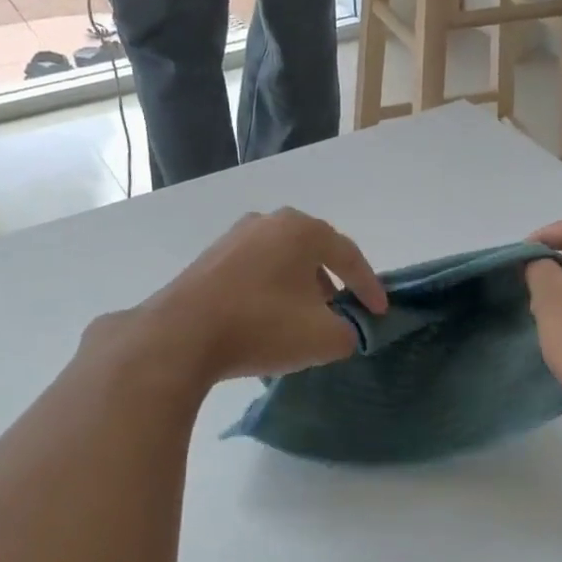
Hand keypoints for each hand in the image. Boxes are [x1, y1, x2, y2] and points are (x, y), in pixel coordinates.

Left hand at [92, 209, 387, 384]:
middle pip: (315, 251)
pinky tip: (270, 317)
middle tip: (345, 306)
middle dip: (334, 280)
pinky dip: (272, 290)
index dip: (369, 286)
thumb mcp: (325, 338)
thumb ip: (350, 331)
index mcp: (302, 231)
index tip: (380, 312)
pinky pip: (256, 270)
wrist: (180, 336)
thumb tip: (345, 329)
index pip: (349, 255)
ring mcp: (234, 238)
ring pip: (282, 260)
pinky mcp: (209, 259)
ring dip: (301, 285)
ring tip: (308, 315)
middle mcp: (269, 223)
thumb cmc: (262, 327)